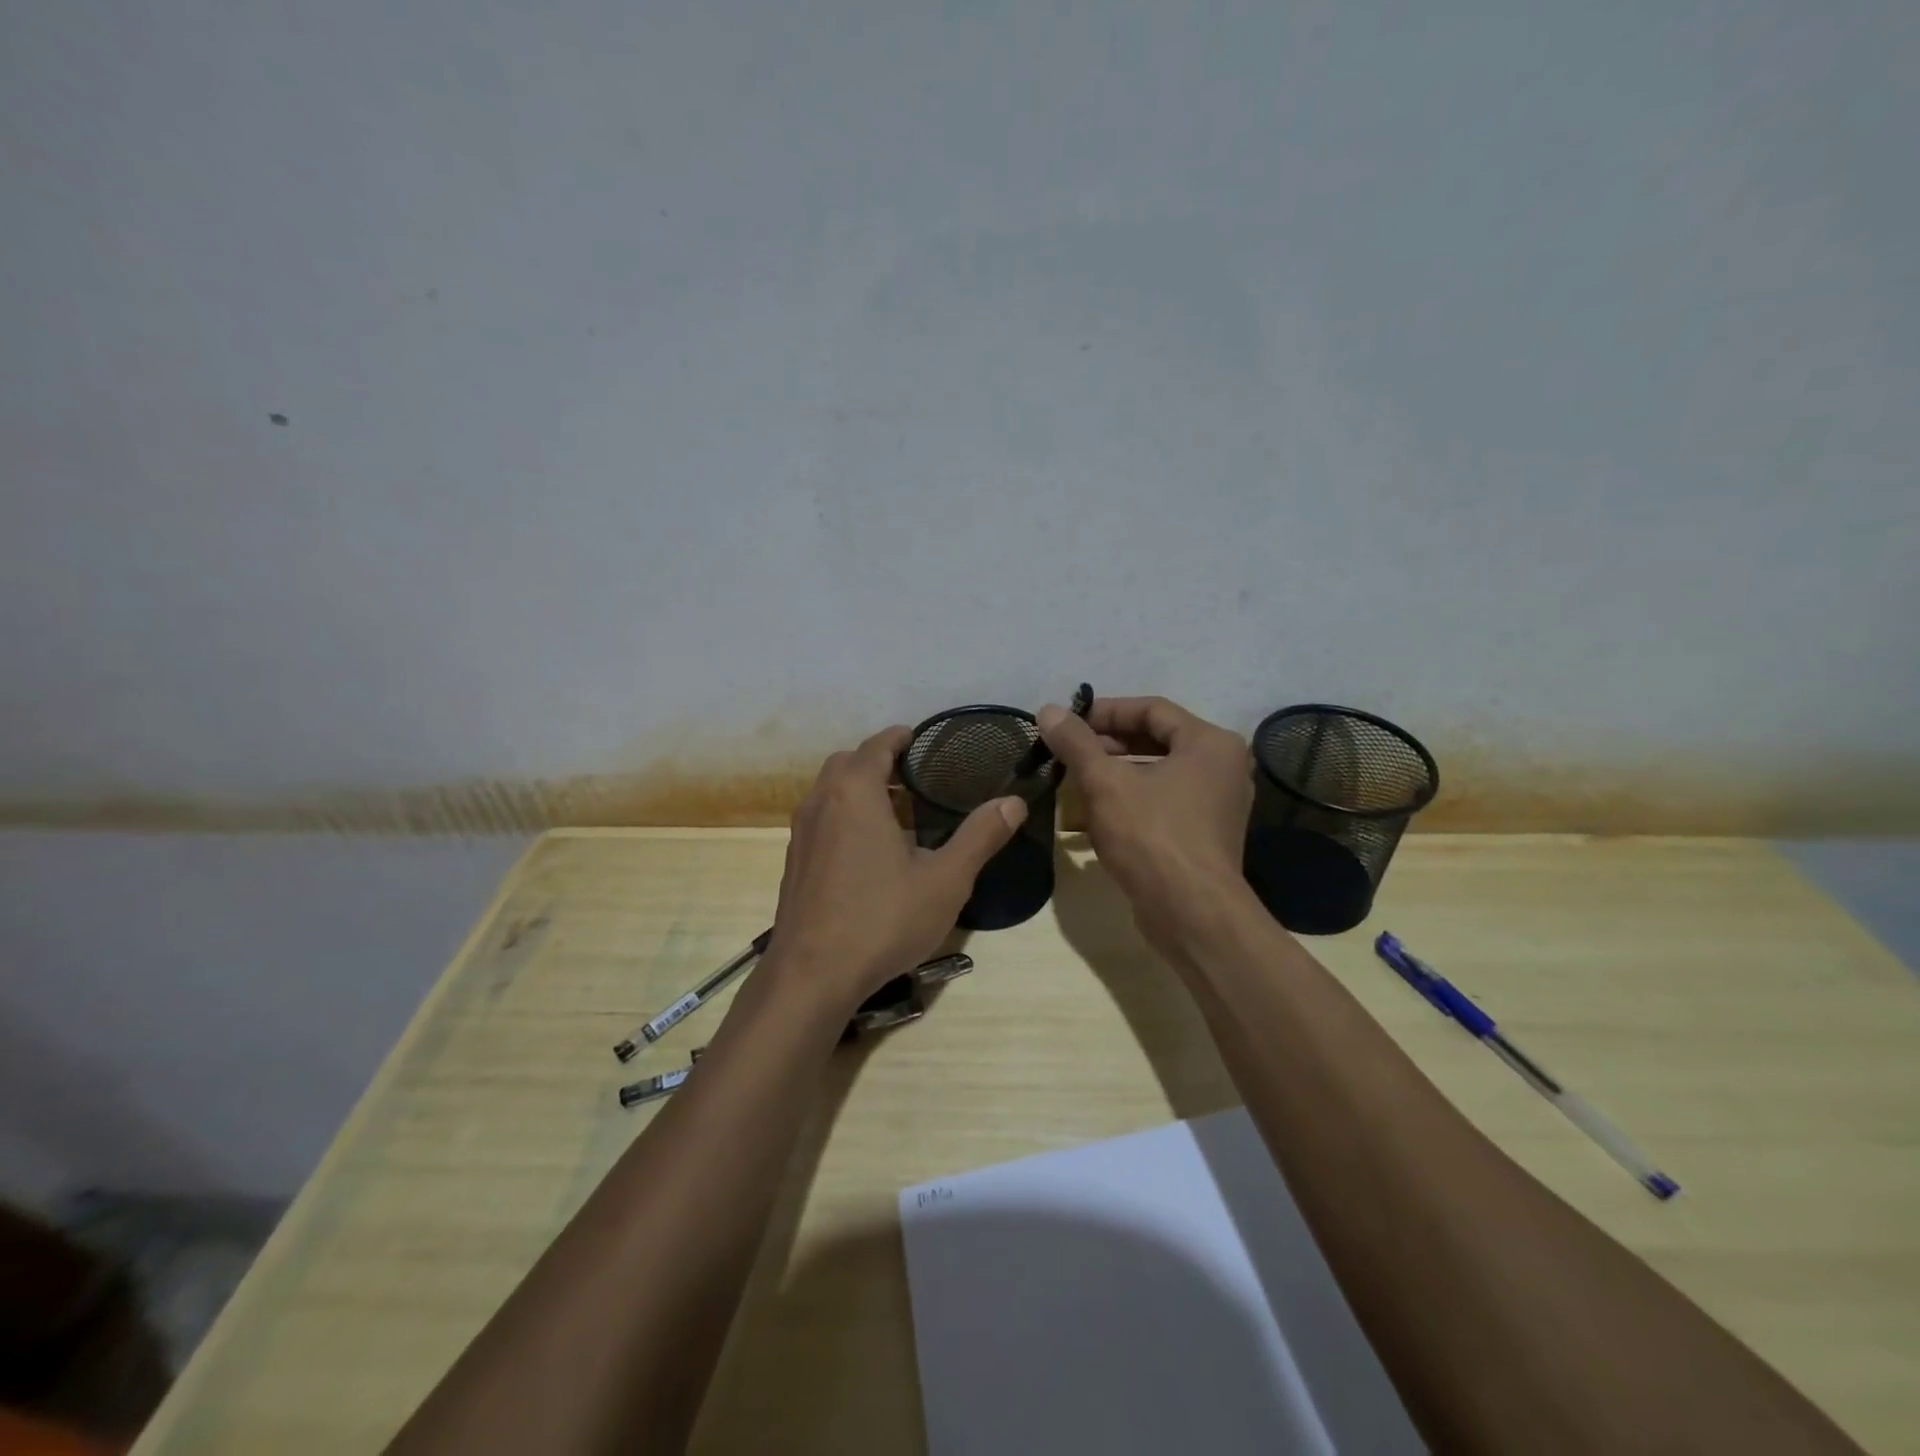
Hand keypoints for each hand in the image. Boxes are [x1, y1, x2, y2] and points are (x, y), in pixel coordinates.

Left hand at [765, 725, 1026, 1012]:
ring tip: (899, 812)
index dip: (901, 737)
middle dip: (879, 761)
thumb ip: (980, 837)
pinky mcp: (794, 862)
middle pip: (848, 763)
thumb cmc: (882, 919)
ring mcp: (801, 833)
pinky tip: (871, 851)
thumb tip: (1014, 802)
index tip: (923, 739)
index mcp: (854, 792)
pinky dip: (845, 815)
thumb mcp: (945, 880)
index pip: (877, 745)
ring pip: (830, 792)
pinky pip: (822, 819)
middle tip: (916, 777)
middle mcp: (821, 801)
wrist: (811, 976)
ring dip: (860, 789)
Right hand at [1038, 696, 1253, 951]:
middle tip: (1069, 751)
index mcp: (1210, 743)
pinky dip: (1131, 799)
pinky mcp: (1205, 834)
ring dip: (1116, 772)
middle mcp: (1222, 767)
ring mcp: (1217, 803)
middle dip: (1108, 744)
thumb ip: (1076, 743)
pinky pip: (1164, 801)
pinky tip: (1096, 813)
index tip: (1068, 722)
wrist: (1191, 914)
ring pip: (1158, 772)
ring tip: (1075, 779)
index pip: (1152, 708)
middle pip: (1157, 739)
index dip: (1105, 711)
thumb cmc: (1151, 836)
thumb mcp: (1105, 783)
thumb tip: (1048, 710)